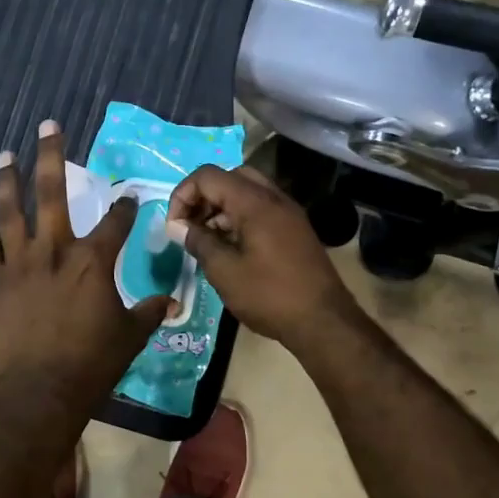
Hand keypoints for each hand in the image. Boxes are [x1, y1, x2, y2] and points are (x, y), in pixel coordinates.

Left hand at [0, 121, 172, 404]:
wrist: (39, 390)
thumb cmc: (92, 362)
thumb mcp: (131, 336)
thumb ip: (150, 312)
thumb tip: (173, 302)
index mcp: (92, 260)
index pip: (115, 222)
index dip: (124, 207)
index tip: (128, 197)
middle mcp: (54, 251)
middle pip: (51, 192)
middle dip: (51, 155)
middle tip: (48, 126)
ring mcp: (19, 264)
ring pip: (10, 212)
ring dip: (8, 181)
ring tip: (5, 155)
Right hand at [168, 165, 359, 349]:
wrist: (323, 321)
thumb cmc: (269, 295)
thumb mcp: (224, 271)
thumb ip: (198, 241)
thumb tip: (179, 227)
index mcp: (254, 202)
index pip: (208, 176)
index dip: (183, 195)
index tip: (175, 226)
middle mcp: (273, 198)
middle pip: (229, 177)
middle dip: (204, 197)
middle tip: (191, 226)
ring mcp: (288, 212)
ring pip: (247, 192)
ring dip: (221, 208)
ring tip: (208, 240)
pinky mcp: (295, 229)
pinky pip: (261, 209)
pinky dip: (240, 217)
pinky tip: (232, 248)